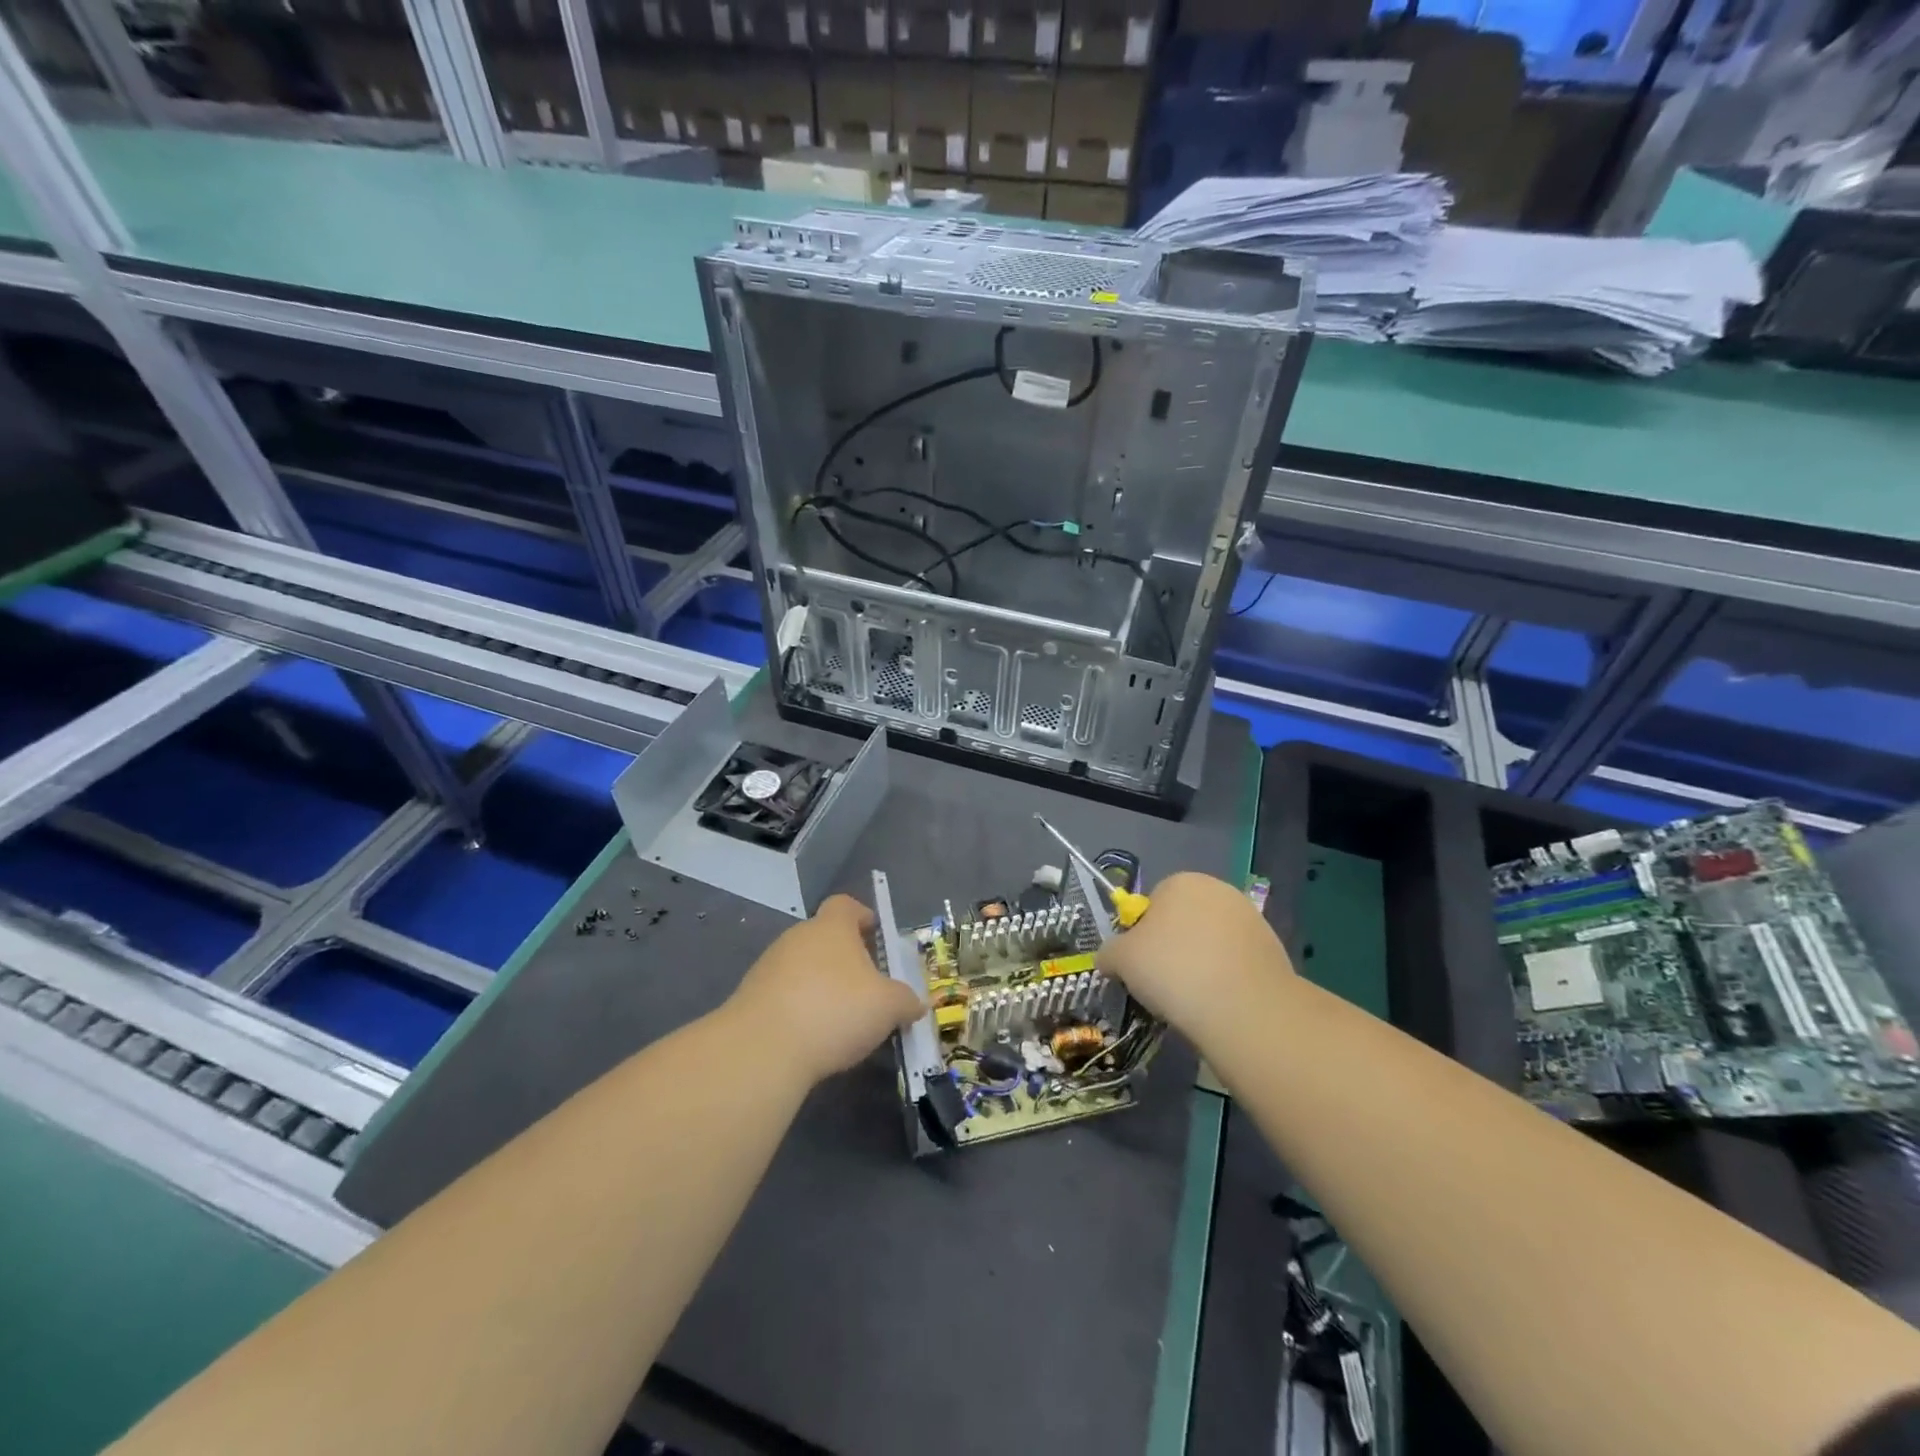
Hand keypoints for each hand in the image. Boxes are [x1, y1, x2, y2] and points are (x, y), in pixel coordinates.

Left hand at [724, 894, 925, 1084]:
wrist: (762, 1049)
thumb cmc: (835, 1010)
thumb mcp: (888, 1007)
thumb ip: (905, 1000)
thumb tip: (915, 1003)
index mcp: (832, 927)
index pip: (846, 905)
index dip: (863, 916)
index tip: (876, 936)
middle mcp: (798, 937)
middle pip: (825, 937)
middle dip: (846, 958)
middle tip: (867, 987)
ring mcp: (769, 966)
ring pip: (803, 967)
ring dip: (821, 986)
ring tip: (841, 1019)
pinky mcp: (750, 997)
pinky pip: (784, 994)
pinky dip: (800, 1009)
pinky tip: (813, 1037)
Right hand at [1095, 872, 1293, 1049]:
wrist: (1243, 1007)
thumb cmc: (1172, 969)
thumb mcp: (1121, 959)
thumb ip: (1109, 952)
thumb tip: (1109, 959)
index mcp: (1181, 881)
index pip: (1153, 903)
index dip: (1142, 935)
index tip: (1140, 965)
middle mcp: (1219, 890)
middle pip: (1184, 920)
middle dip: (1173, 946)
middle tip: (1163, 983)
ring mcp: (1251, 919)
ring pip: (1211, 942)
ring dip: (1200, 963)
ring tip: (1192, 999)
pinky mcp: (1273, 950)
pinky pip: (1236, 963)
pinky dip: (1226, 978)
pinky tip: (1219, 1004)